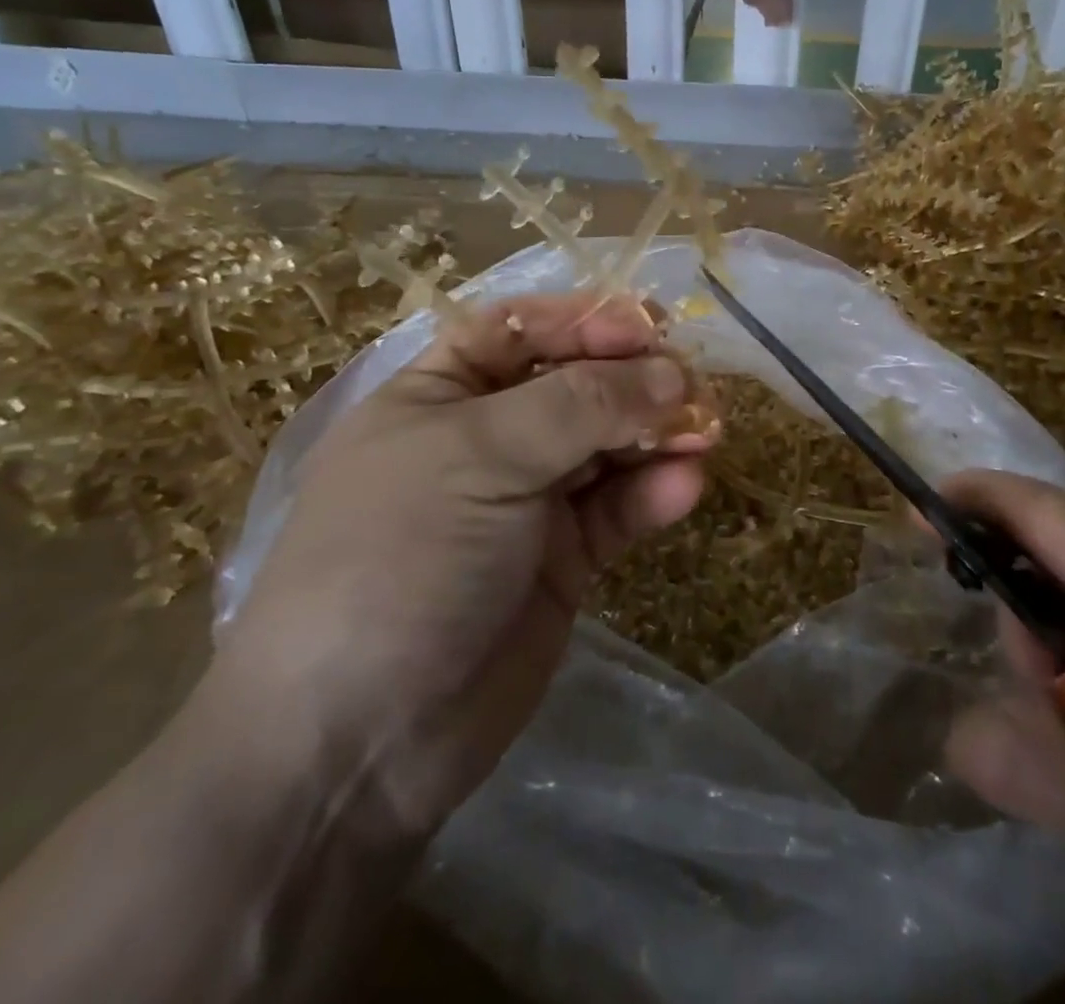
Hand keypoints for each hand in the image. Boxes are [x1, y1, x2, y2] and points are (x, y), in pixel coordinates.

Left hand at [206, 294, 712, 840]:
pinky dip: (652, 494)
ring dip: (657, 433)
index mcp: (440, 394)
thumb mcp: (480, 457)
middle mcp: (485, 438)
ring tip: (705, 433)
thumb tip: (671, 372)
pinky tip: (685, 488)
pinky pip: (616, 510)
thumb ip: (581, 406)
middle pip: (575, 384)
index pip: (521, 330)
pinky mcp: (563, 560)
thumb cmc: (401, 558)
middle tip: (694, 386)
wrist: (359, 743)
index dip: (584, 321)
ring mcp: (526, 501)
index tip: (648, 327)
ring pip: (606, 446)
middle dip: (634, 380)